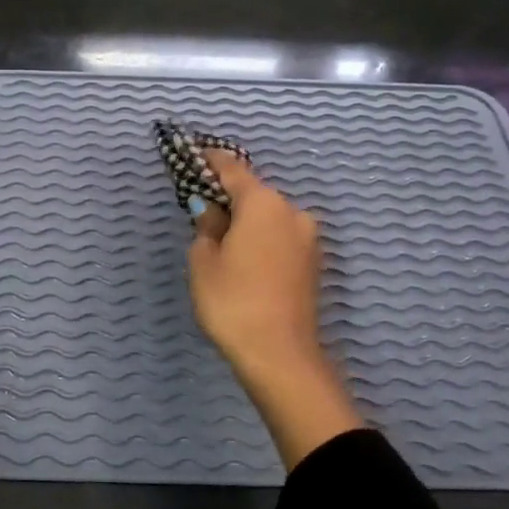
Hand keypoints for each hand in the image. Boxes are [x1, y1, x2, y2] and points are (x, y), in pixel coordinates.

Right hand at [187, 151, 360, 466]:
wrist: (280, 354)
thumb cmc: (232, 301)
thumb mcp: (203, 261)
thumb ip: (206, 227)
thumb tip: (212, 213)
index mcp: (262, 203)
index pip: (232, 170)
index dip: (211, 161)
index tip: (195, 155)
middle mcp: (291, 211)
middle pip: (254, 194)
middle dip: (229, 199)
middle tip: (203, 212)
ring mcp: (308, 238)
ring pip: (270, 218)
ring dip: (248, 222)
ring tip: (223, 245)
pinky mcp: (313, 263)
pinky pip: (281, 239)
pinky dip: (262, 241)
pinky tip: (246, 262)